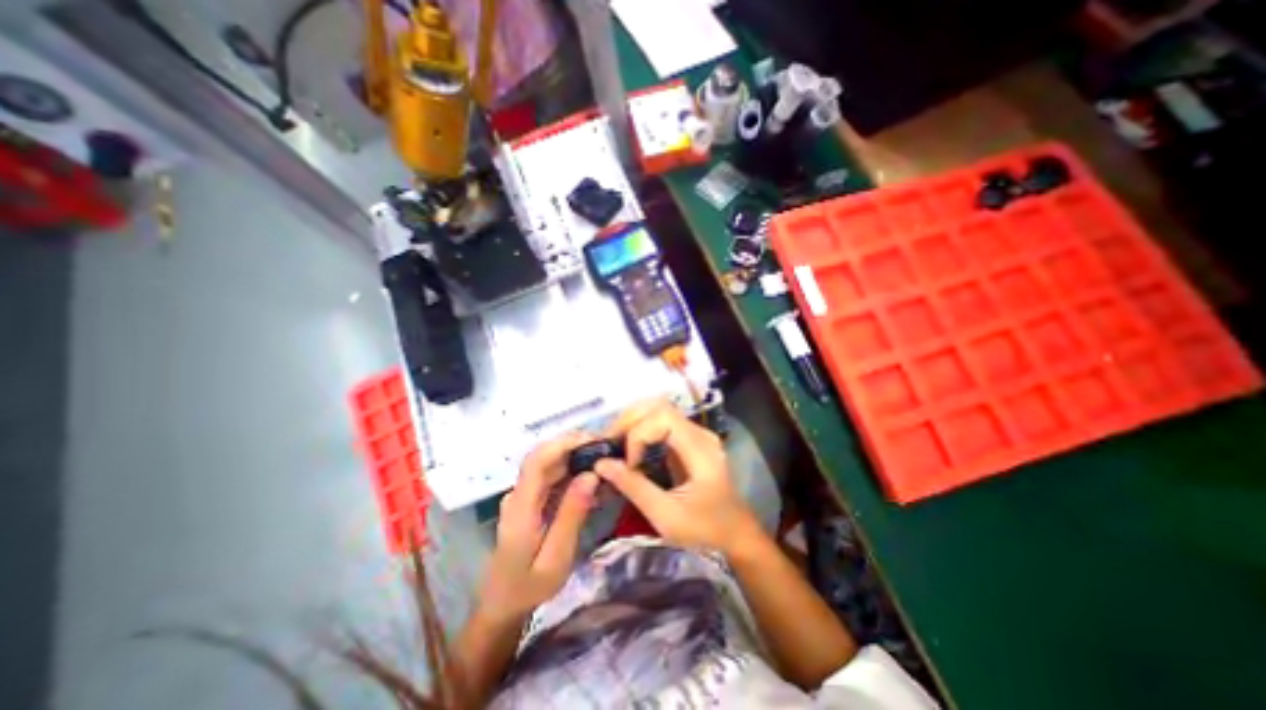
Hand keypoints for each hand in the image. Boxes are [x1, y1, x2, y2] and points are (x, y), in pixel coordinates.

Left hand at [477, 432, 600, 619]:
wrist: (502, 606)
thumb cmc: (529, 587)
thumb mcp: (556, 558)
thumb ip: (572, 515)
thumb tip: (590, 475)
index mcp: (521, 507)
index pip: (537, 461)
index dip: (563, 444)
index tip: (593, 441)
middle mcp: (519, 494)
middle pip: (544, 457)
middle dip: (575, 447)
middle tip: (606, 449)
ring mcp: (523, 496)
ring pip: (549, 464)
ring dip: (576, 458)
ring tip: (604, 463)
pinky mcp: (530, 500)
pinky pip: (552, 478)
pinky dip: (573, 473)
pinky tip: (592, 482)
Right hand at [594, 399, 759, 554]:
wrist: (735, 535)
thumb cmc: (705, 531)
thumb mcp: (666, 516)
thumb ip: (634, 487)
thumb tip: (601, 464)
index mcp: (700, 449)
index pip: (663, 416)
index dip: (638, 434)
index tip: (628, 463)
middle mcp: (700, 433)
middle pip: (659, 406)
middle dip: (629, 420)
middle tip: (608, 443)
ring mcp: (696, 434)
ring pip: (659, 411)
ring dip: (633, 423)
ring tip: (615, 443)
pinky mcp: (689, 440)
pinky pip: (661, 423)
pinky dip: (641, 430)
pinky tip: (629, 447)